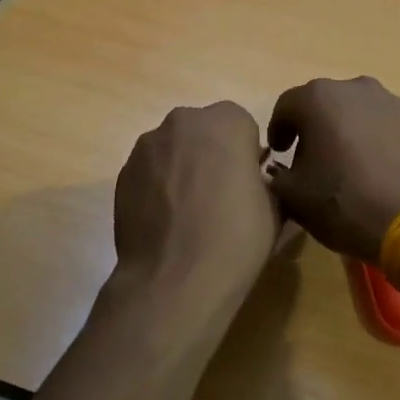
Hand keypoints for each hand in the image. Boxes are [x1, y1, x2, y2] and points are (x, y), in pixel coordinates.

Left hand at [111, 102, 280, 323]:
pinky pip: (150, 171)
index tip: (248, 183)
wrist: (174, 278)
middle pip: (204, 131)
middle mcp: (183, 121)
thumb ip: (267, 179)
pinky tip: (167, 222)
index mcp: (227, 122)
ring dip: (183, 168)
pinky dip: (159, 187)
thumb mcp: (276, 207)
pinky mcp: (123, 173)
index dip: (247, 154)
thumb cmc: (236, 238)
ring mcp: (147, 146)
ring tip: (189, 212)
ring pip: (174, 149)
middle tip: (220, 195)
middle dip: (212, 154)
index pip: (242, 126)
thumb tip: (255, 180)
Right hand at [264, 77, 399, 261]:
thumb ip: (277, 176)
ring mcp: (391, 102)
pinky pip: (383, 124)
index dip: (278, 130)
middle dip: (313, 128)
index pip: (286, 107)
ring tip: (345, 163)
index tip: (279, 153)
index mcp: (319, 98)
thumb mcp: (294, 197)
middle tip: (310, 159)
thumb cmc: (345, 204)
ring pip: (356, 111)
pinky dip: (373, 139)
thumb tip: (280, 171)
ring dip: (345, 130)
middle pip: (323, 103)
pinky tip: (375, 168)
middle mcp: (355, 88)